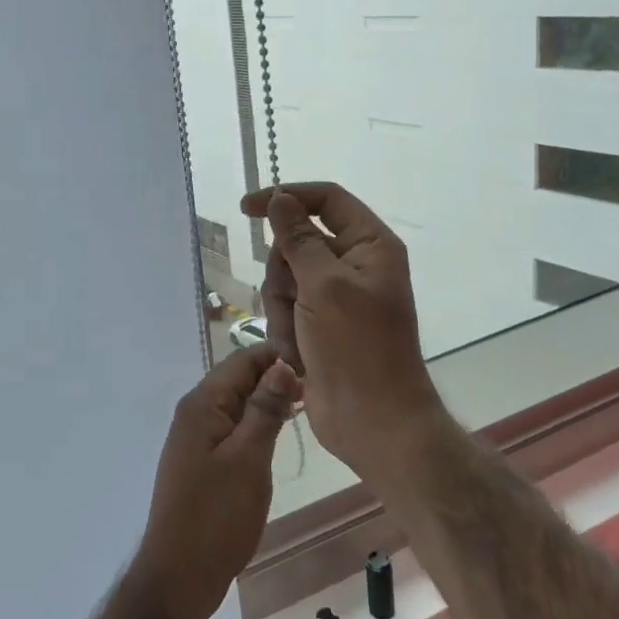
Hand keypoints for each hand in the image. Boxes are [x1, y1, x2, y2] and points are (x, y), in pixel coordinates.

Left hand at [135, 344, 300, 618]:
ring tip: (304, 409)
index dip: (278, 357)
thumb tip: (283, 364)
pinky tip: (277, 435)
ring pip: (236, 404)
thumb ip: (265, 408)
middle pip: (238, 378)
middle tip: (317, 391)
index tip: (316, 366)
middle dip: (274, 378)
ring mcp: (195, 438)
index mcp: (202, 404)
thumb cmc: (216, 515)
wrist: (179, 575)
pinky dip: (255, 425)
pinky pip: (232, 427)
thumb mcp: (248, 458)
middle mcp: (194, 412)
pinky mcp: (202, 461)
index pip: (242, 359)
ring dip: (267, 402)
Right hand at [239, 182, 442, 481]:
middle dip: (284, 273)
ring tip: (298, 338)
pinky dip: (286, 331)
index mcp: (370, 245)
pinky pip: (286, 309)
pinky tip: (298, 356)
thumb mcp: (324, 285)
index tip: (246, 208)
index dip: (286, 197)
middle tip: (295, 301)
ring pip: (285, 278)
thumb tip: (280, 198)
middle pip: (297, 242)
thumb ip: (298, 238)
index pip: (326, 199)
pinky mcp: (320, 325)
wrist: (372, 420)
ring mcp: (336, 297)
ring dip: (283, 308)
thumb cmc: (357, 347)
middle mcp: (354, 265)